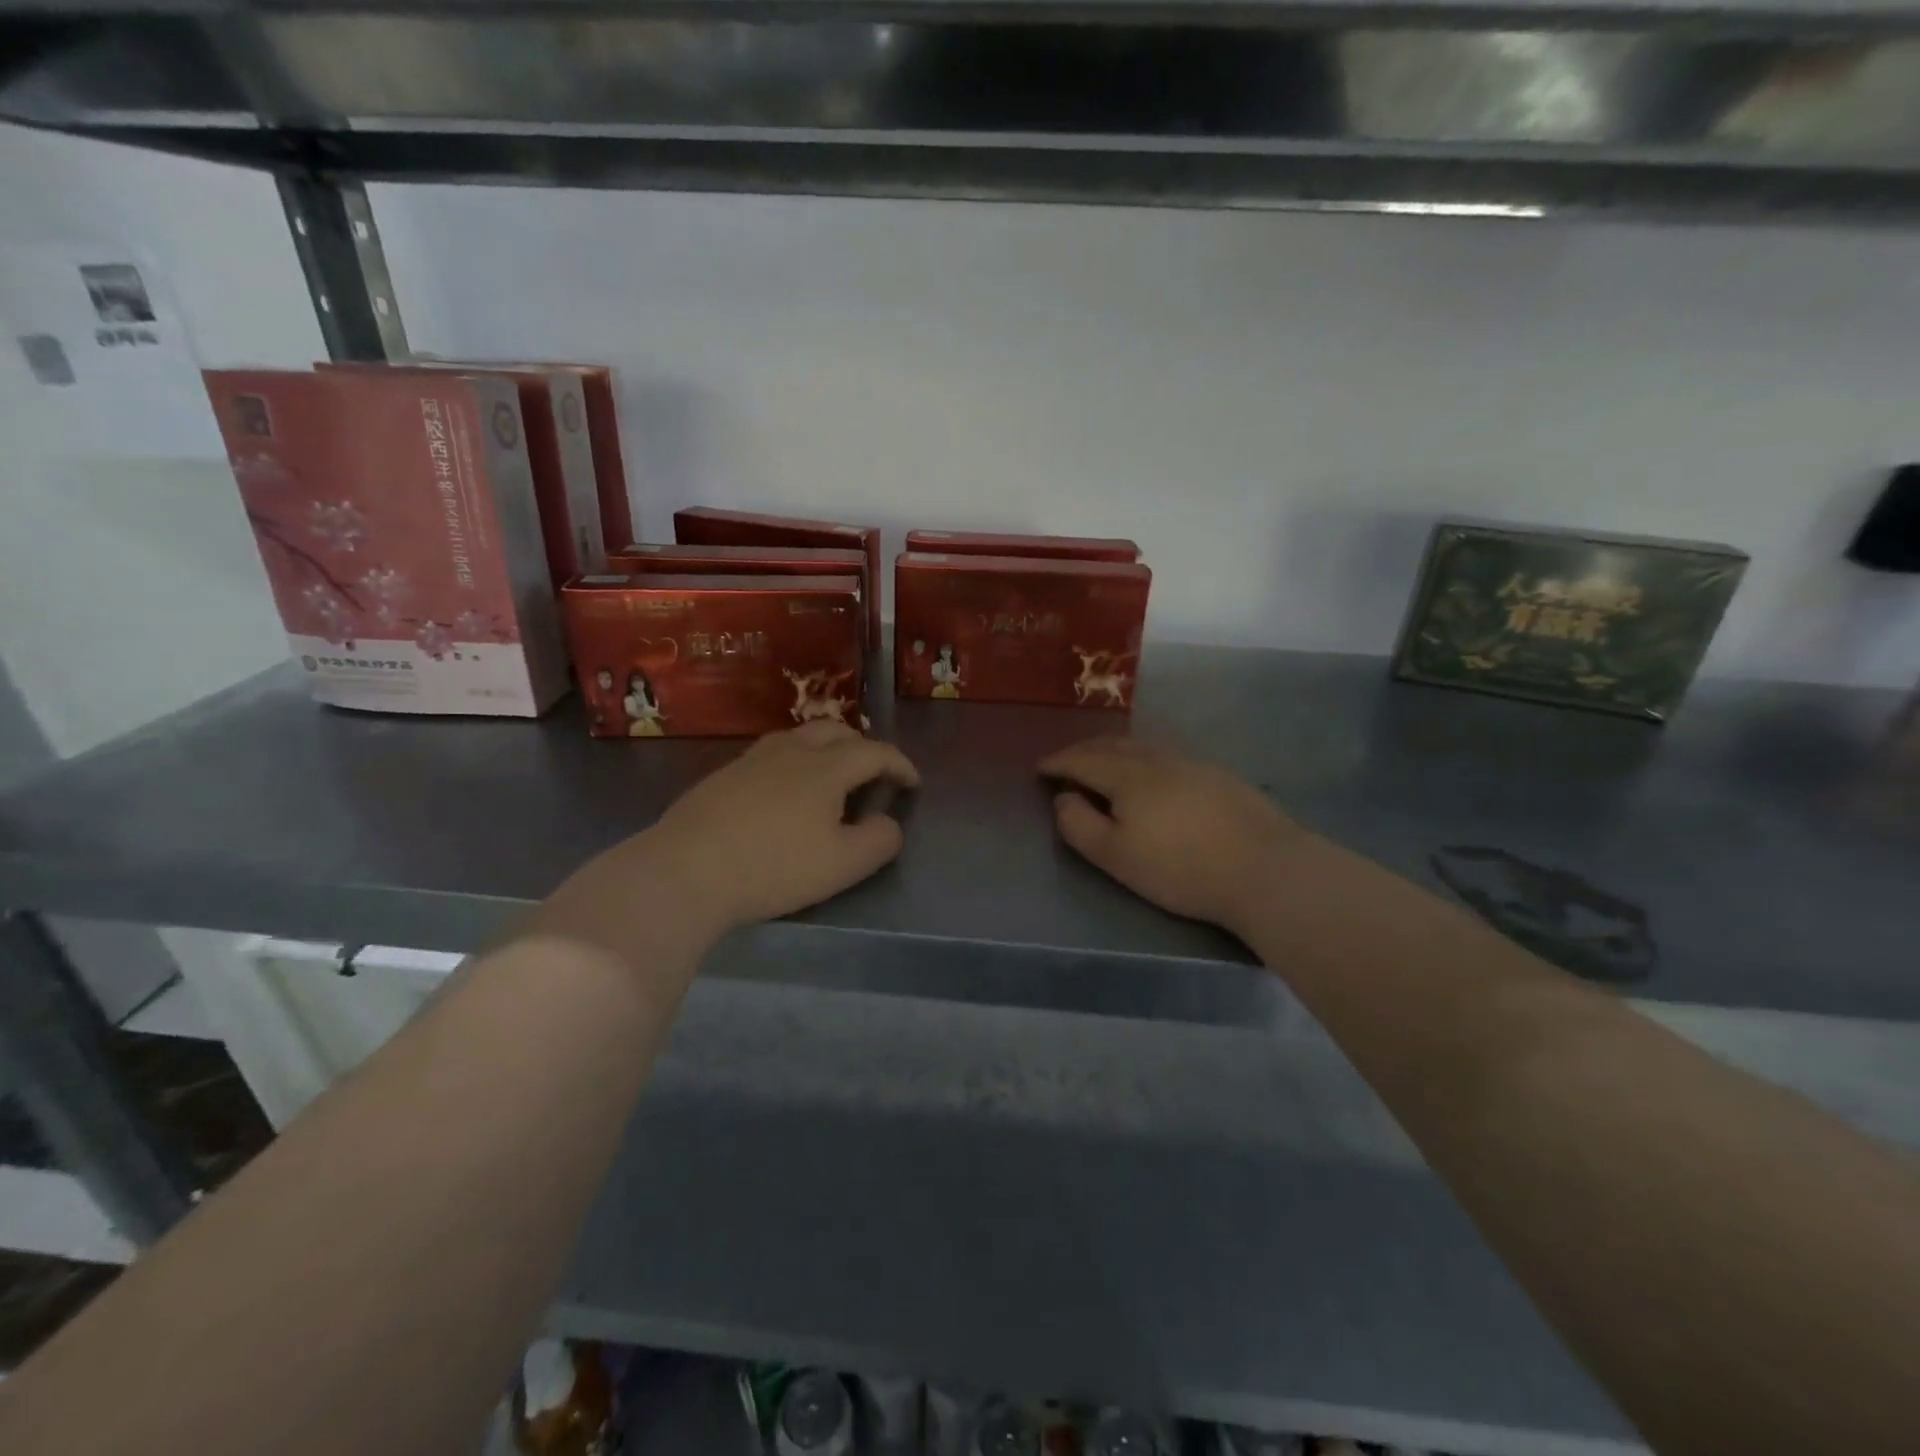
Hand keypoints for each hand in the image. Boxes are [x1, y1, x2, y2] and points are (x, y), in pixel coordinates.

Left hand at [527, 722, 917, 969]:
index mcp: (826, 767)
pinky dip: (794, 763)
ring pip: (799, 737)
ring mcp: (752, 759)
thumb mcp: (843, 864)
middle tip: (872, 775)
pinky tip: (784, 793)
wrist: (684, 871)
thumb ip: (879, 841)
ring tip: (831, 779)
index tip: (913, 784)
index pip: (875, 752)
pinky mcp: (723, 775)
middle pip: (836, 731)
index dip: (900, 764)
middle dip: (863, 747)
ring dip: (825, 750)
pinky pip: (771, 755)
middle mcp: (791, 750)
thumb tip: (889, 823)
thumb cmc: (773, 867)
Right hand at [1040, 737, 1306, 937]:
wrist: (1265, 868)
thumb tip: (1063, 799)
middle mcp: (1157, 759)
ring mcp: (1191, 764)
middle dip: (1083, 750)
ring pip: (1142, 747)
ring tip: (1103, 762)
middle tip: (1066, 761)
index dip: (1058, 762)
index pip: (1082, 760)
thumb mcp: (1116, 856)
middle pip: (1112, 746)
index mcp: (1127, 775)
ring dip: (1114, 750)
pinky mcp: (1218, 776)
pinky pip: (1166, 756)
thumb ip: (1079, 826)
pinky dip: (1143, 758)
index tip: (1039, 767)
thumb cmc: (1180, 868)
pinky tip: (1151, 773)